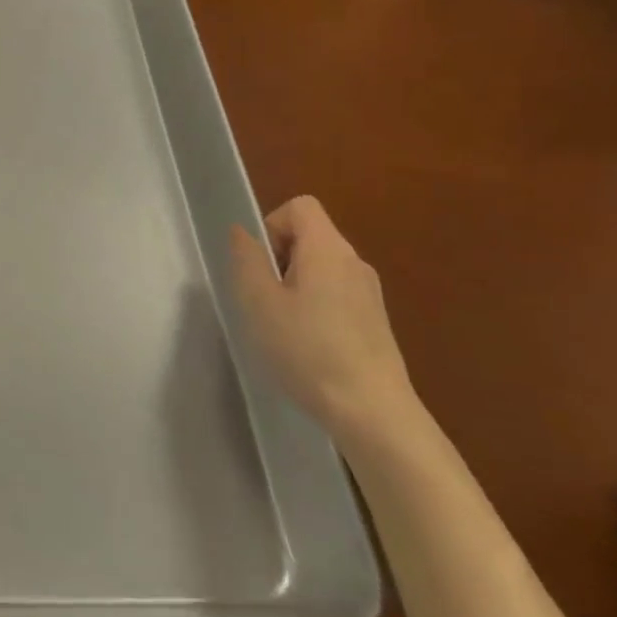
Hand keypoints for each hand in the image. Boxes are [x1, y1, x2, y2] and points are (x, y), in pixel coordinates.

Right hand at [228, 196, 420, 444]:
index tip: (260, 266)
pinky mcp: (374, 319)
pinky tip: (307, 344)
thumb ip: (247, 260)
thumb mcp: (259, 303)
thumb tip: (242, 232)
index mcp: (328, 250)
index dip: (271, 225)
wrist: (371, 410)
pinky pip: (335, 292)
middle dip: (278, 259)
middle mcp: (354, 261)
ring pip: (321, 267)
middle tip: (264, 300)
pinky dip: (314, 305)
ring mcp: (369, 292)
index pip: (300, 206)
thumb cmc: (307, 350)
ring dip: (294, 285)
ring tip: (282, 326)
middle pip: (310, 236)